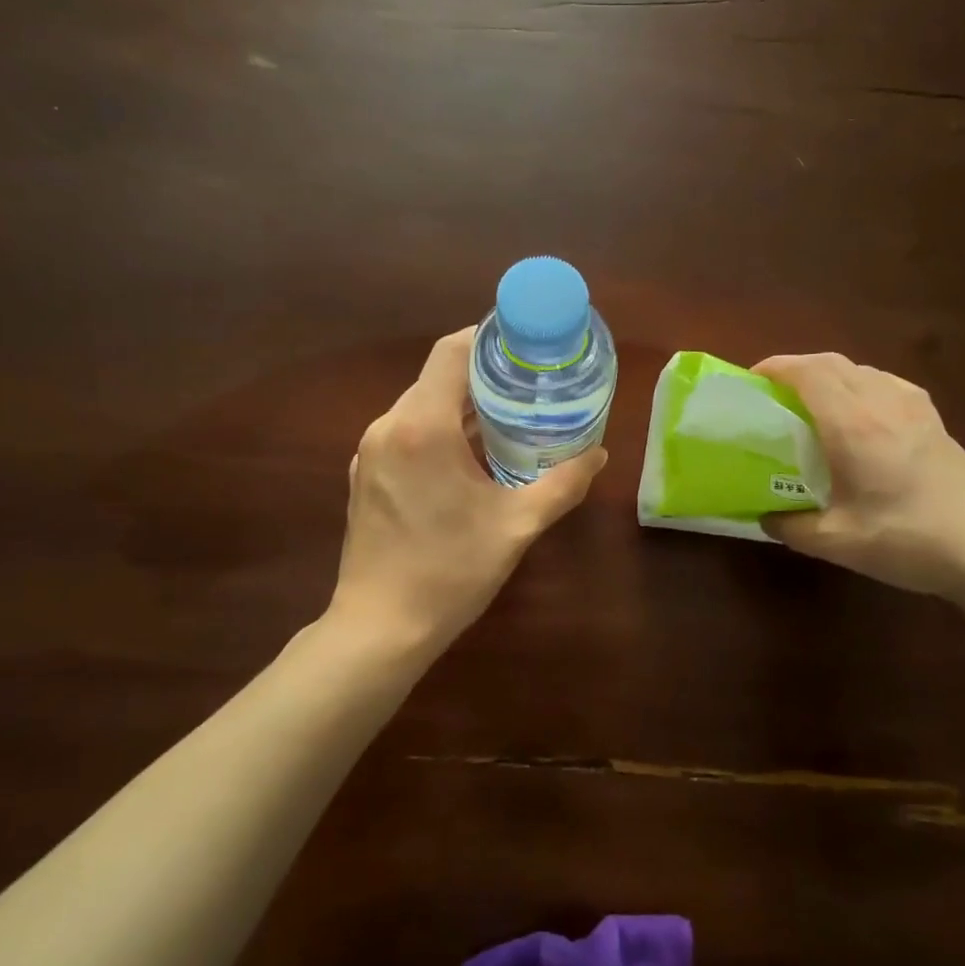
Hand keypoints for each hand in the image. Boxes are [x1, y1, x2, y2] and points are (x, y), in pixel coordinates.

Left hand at [331, 328, 607, 651]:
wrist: (380, 627)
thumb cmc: (450, 572)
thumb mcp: (517, 526)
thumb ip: (563, 484)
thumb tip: (599, 454)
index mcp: (422, 427)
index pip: (451, 351)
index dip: (488, 337)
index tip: (525, 344)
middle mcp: (388, 427)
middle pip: (437, 377)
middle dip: (483, 375)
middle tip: (531, 385)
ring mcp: (370, 452)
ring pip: (420, 406)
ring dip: (462, 406)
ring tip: (508, 419)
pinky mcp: (365, 476)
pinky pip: (406, 434)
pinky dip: (439, 432)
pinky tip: (469, 458)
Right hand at [752, 353, 964, 601]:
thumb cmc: (908, 540)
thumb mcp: (837, 542)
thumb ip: (791, 526)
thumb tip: (766, 517)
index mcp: (853, 424)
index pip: (808, 372)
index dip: (775, 368)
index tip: (751, 382)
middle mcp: (882, 402)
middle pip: (833, 362)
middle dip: (797, 369)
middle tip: (773, 395)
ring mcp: (914, 407)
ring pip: (861, 370)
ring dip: (829, 376)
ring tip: (810, 405)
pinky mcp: (934, 419)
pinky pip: (886, 384)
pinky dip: (859, 386)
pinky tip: (858, 417)